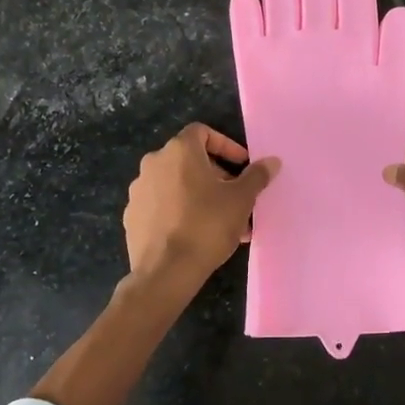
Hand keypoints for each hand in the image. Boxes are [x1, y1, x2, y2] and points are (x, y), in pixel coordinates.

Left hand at [124, 124, 278, 283]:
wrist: (166, 271)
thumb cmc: (207, 225)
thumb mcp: (241, 199)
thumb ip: (256, 176)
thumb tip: (272, 161)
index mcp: (178, 151)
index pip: (202, 132)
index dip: (226, 146)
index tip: (242, 166)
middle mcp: (153, 163)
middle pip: (190, 160)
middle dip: (217, 176)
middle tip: (236, 198)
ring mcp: (139, 191)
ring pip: (177, 185)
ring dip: (200, 196)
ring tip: (223, 222)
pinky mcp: (132, 216)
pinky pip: (162, 205)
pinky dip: (180, 211)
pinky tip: (196, 234)